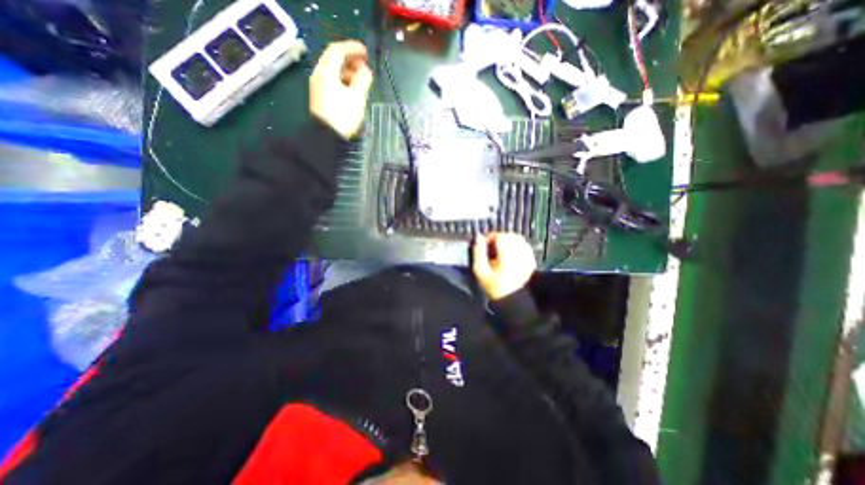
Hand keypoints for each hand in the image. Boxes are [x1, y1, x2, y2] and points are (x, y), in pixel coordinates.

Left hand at [311, 40, 375, 140]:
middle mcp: (320, 75)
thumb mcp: (357, 97)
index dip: (352, 48)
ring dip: (348, 72)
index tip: (366, 52)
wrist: (327, 137)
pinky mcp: (322, 97)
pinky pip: (333, 82)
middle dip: (351, 60)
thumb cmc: (343, 116)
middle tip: (365, 66)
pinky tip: (353, 89)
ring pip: (333, 72)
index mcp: (326, 71)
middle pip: (334, 60)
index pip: (337, 50)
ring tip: (362, 79)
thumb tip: (365, 70)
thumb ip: (362, 80)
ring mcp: (319, 86)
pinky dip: (344, 81)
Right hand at [471, 233, 537, 301]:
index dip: (490, 237)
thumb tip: (478, 236)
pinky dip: (516, 246)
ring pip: (518, 239)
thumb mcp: (480, 271)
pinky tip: (510, 254)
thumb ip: (478, 252)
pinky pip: (524, 246)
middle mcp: (519, 253)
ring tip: (500, 250)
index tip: (483, 244)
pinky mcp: (531, 260)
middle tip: (491, 247)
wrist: (513, 301)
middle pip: (509, 235)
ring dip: (507, 241)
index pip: (499, 236)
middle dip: (499, 238)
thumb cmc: (494, 287)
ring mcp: (527, 257)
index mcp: (506, 255)